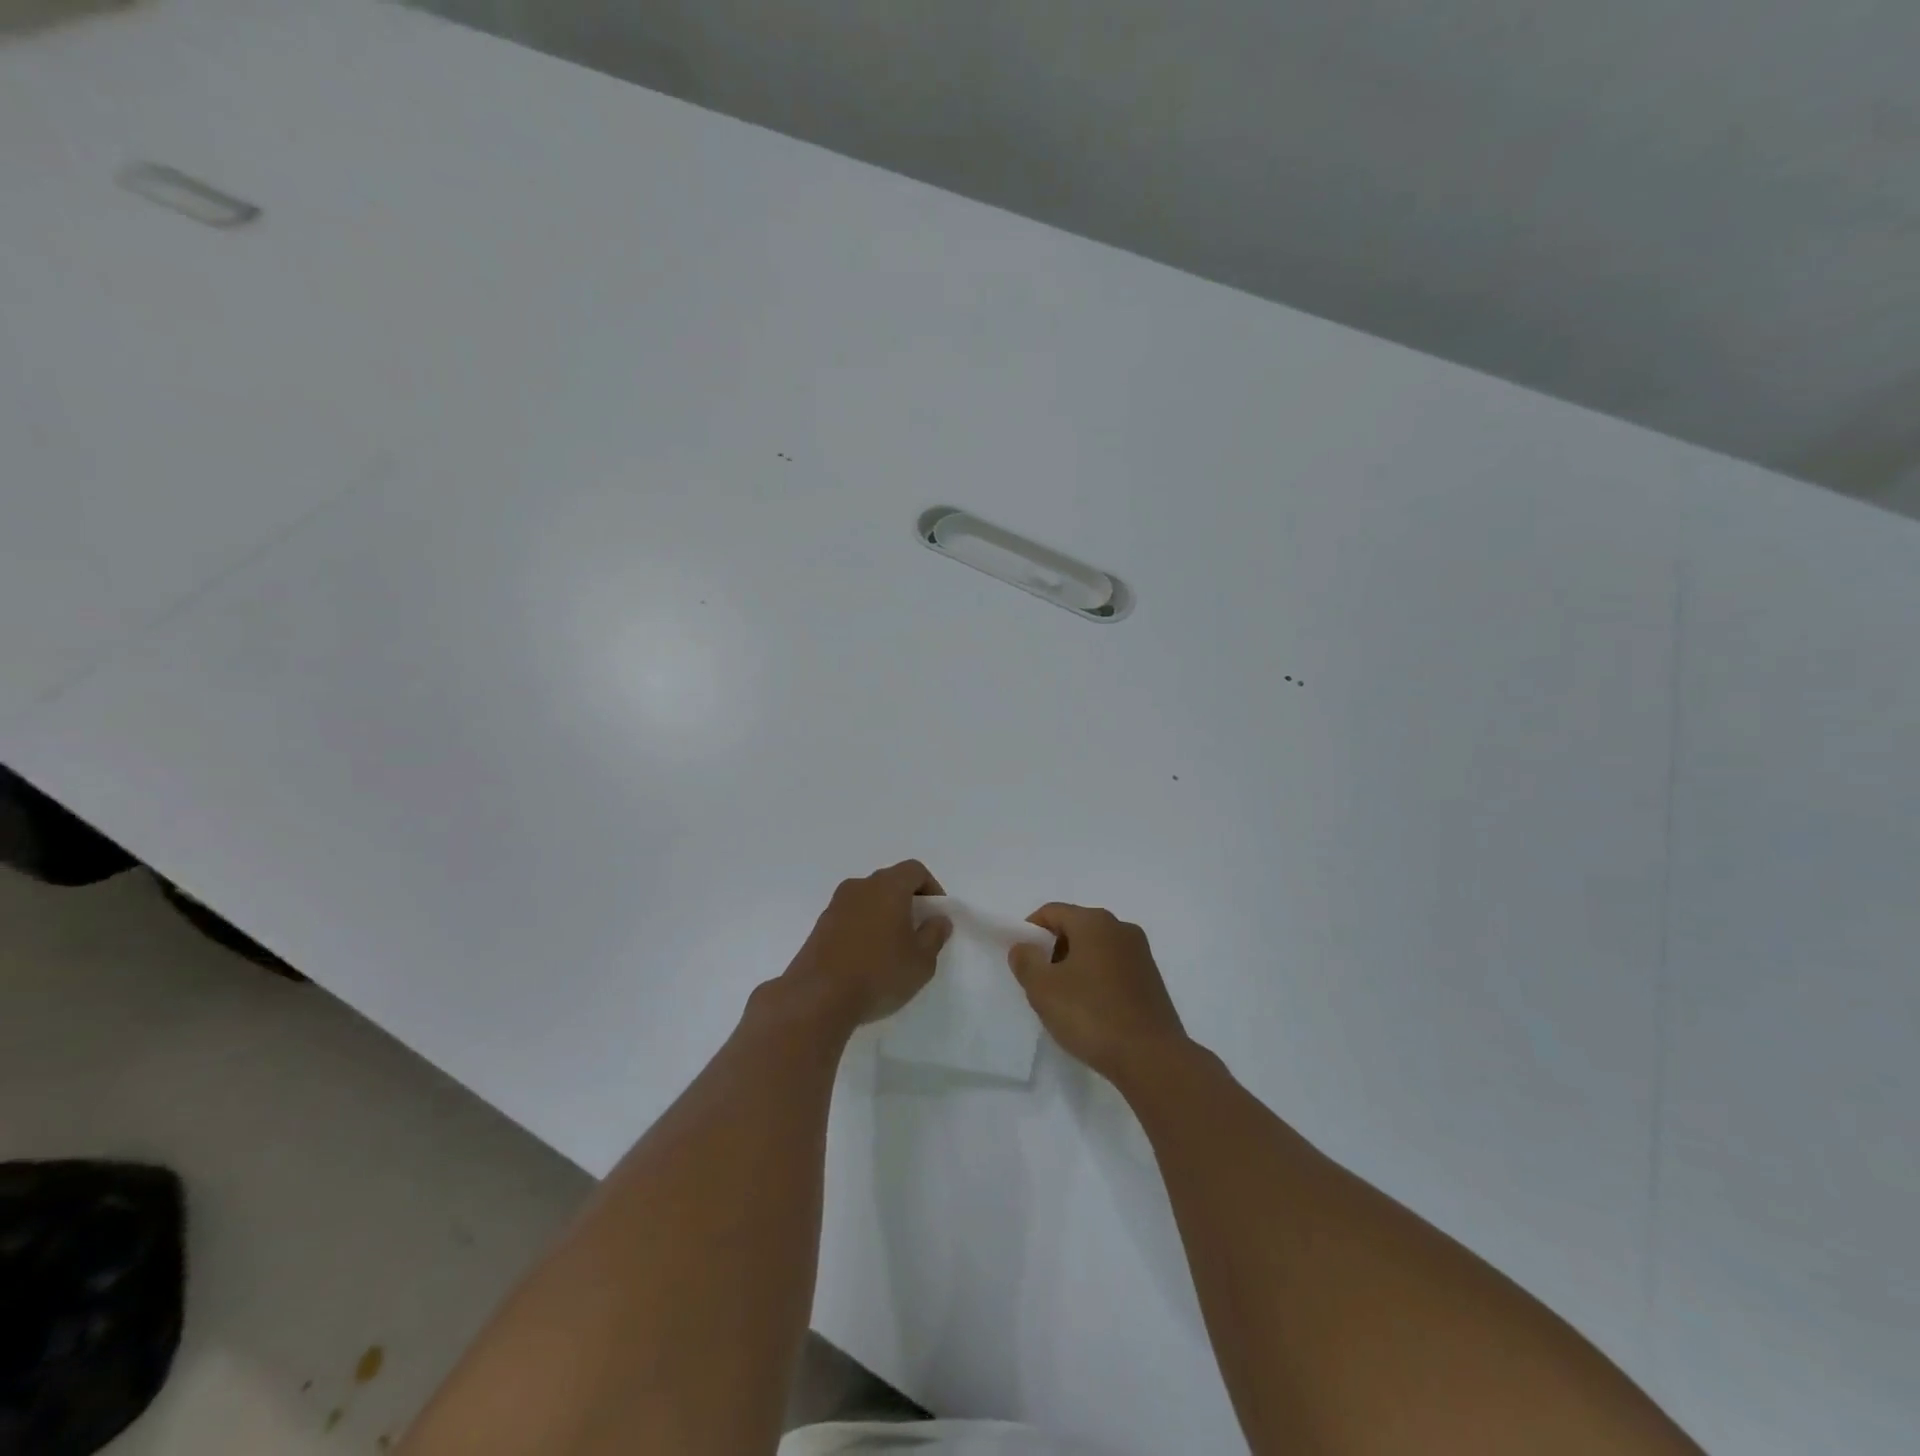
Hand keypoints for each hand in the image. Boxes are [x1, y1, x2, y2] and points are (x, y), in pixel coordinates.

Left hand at [782, 861, 952, 1028]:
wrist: (817, 997)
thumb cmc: (879, 973)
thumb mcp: (921, 961)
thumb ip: (934, 935)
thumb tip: (938, 919)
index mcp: (888, 886)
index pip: (914, 870)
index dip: (931, 888)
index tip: (936, 916)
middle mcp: (860, 886)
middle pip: (890, 882)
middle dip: (907, 902)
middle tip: (917, 932)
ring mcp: (835, 905)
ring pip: (868, 899)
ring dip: (883, 915)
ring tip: (891, 949)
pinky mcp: (819, 926)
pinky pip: (850, 917)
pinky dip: (863, 928)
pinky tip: (866, 959)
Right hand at [1008, 904, 1188, 1081]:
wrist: (1151, 1057)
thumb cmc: (1091, 1015)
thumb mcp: (1043, 989)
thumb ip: (1025, 961)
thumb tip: (1024, 947)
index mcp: (1094, 921)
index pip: (1052, 912)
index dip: (1030, 931)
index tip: (1022, 961)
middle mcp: (1121, 928)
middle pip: (1075, 927)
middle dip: (1053, 950)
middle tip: (1041, 984)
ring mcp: (1141, 954)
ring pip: (1095, 949)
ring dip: (1075, 967)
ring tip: (1066, 1002)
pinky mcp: (1152, 979)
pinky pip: (1114, 968)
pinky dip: (1097, 980)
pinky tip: (1092, 1011)